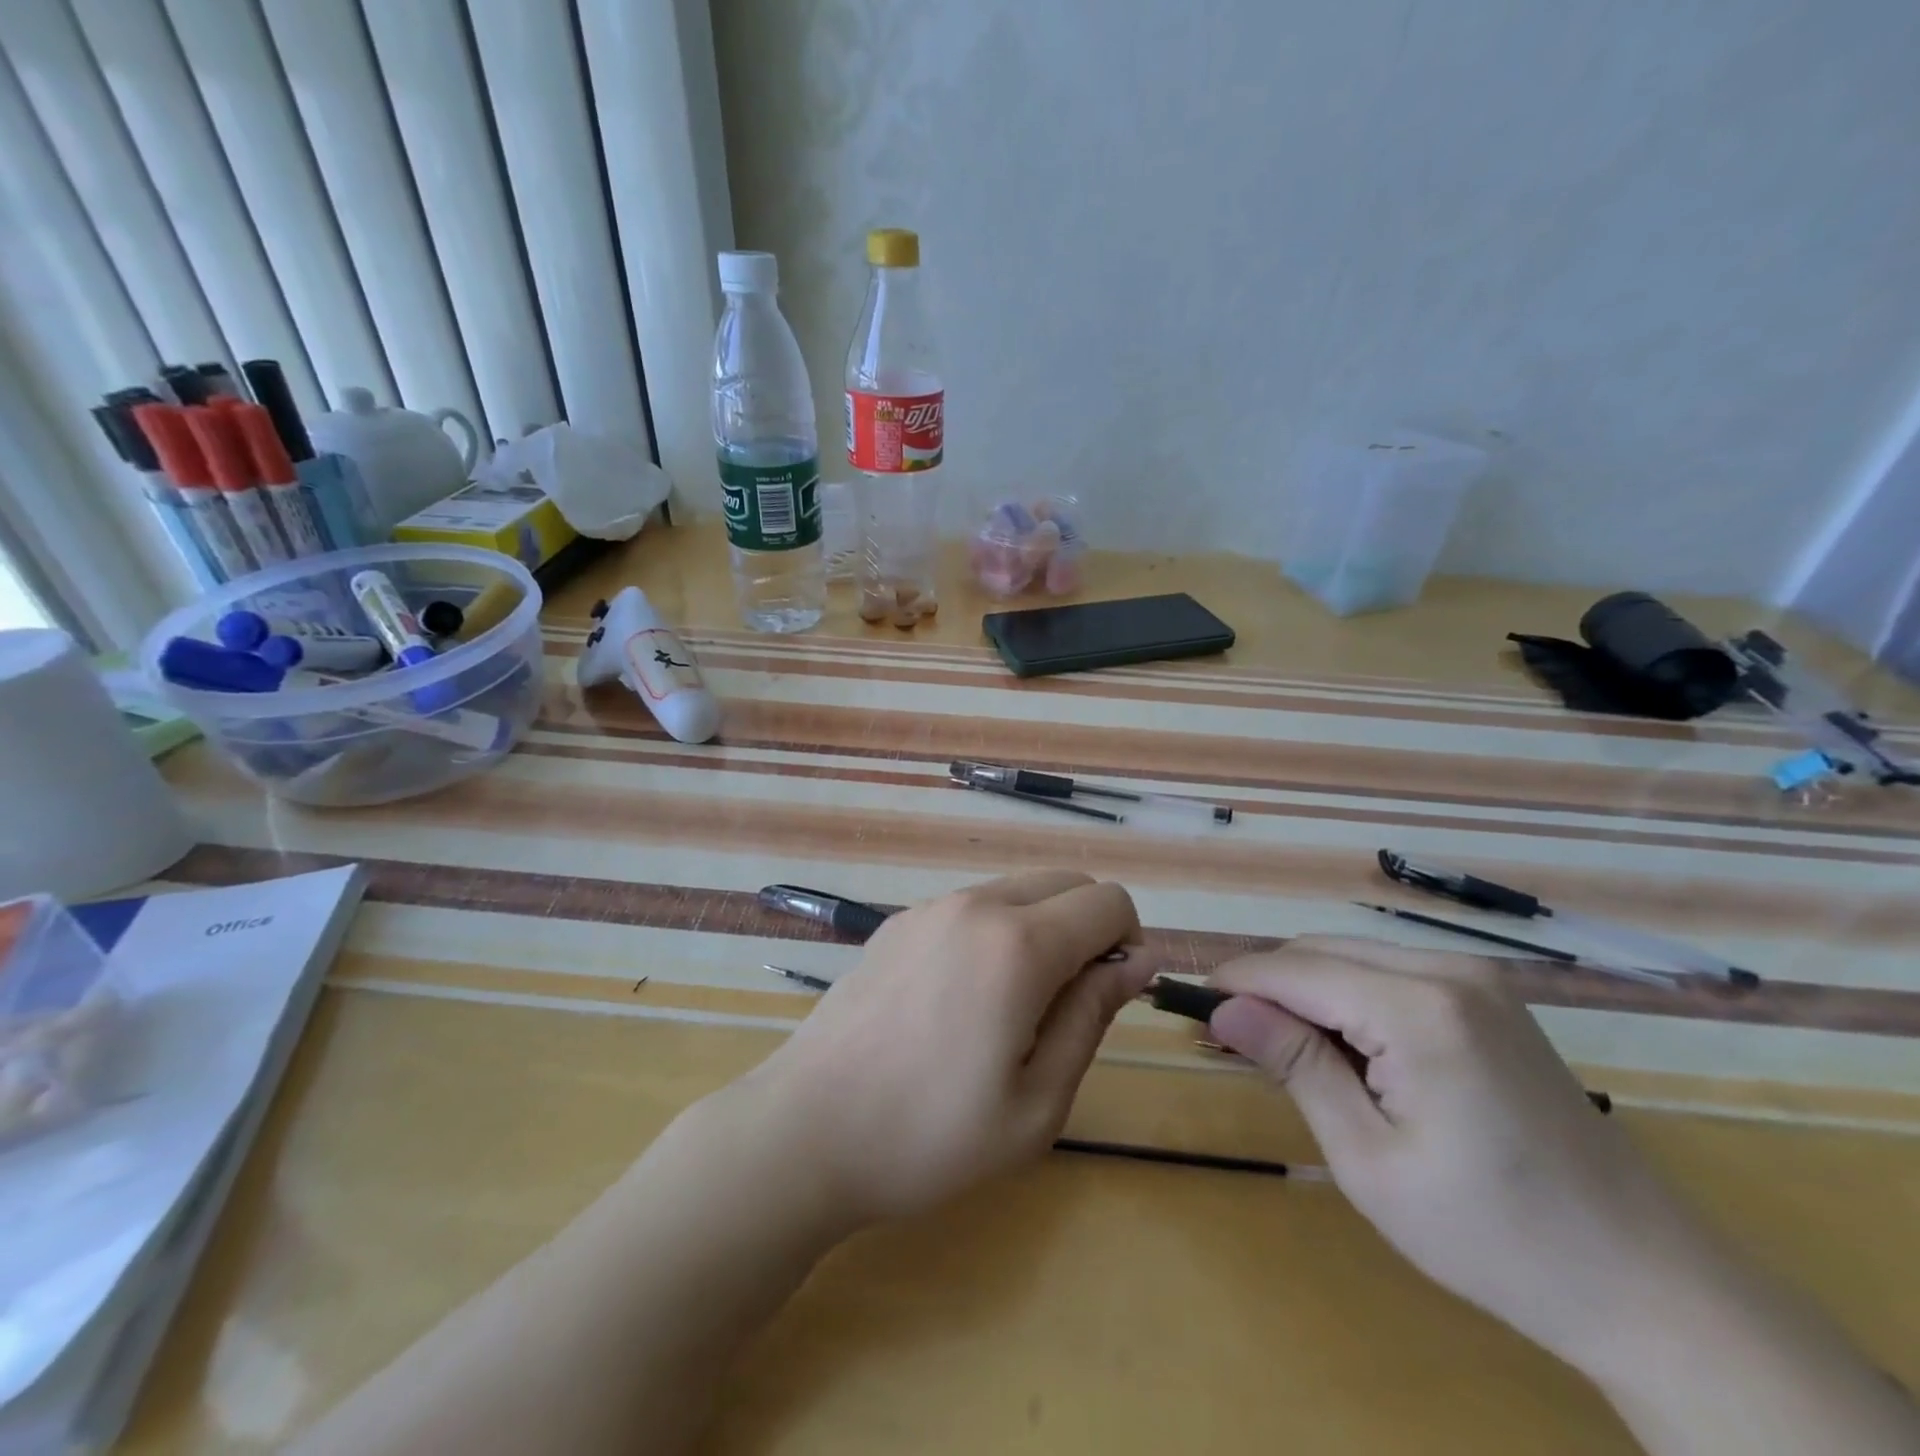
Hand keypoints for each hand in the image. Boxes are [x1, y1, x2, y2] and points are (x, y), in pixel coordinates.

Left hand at [742, 870, 1151, 1228]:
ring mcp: (930, 908)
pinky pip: (972, 907)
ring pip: (1018, 891)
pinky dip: (995, 932)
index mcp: (1018, 944)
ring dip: (1041, 929)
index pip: (1108, 901)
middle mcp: (975, 905)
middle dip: (1089, 928)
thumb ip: (1092, 1016)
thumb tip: (1136, 960)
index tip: (1111, 997)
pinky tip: (961, 1000)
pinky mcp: (899, 922)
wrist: (806, 1129)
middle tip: (1067, 1006)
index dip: (1128, 943)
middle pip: (1065, 881)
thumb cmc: (930, 1134)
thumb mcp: (1037, 1102)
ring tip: (1012, 1009)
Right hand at [1206, 937, 1726, 1373]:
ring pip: (1351, 955)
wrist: (1647, 1282)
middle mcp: (1448, 971)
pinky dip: (1347, 996)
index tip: (1189, 1005)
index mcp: (1419, 1008)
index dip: (1235, 982)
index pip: (1294, 969)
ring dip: (1305, 990)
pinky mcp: (1489, 997)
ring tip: (1280, 1048)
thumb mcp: (1370, 1159)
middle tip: (1230, 1038)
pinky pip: (1389, 972)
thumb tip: (1223, 1008)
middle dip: (1268, 986)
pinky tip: (1344, 1048)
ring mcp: (1477, 979)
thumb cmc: (1494, 1235)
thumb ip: (1295, 1065)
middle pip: (1320, 951)